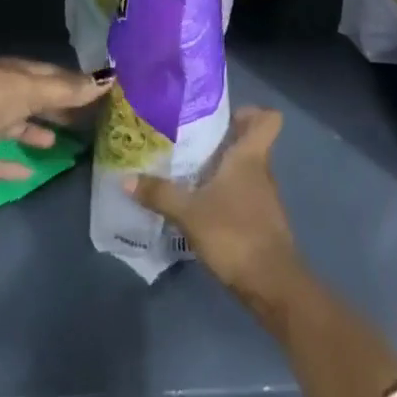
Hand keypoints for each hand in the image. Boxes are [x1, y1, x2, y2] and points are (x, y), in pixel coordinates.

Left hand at [0, 58, 108, 180]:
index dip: (74, 84)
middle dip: (58, 109)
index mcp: (15, 74)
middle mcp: (3, 97)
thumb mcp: (32, 89)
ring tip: (60, 143)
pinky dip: (14, 167)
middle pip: (36, 102)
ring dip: (36, 134)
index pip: (51, 76)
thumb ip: (68, 90)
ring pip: (18, 129)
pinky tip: (31, 173)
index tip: (101, 93)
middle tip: (89, 121)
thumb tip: (109, 79)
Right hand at [126, 106, 303, 310]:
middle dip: (225, 140)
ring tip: (189, 173)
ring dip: (222, 170)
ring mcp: (264, 198)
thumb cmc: (234, 233)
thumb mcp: (190, 213)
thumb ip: (160, 194)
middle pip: (251, 143)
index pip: (268, 119)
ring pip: (245, 171)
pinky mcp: (261, 223)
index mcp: (250, 156)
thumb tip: (125, 178)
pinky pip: (243, 195)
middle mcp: (261, 171)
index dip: (252, 111)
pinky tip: (201, 207)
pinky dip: (225, 196)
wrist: (272, 284)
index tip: (224, 115)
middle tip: (191, 141)